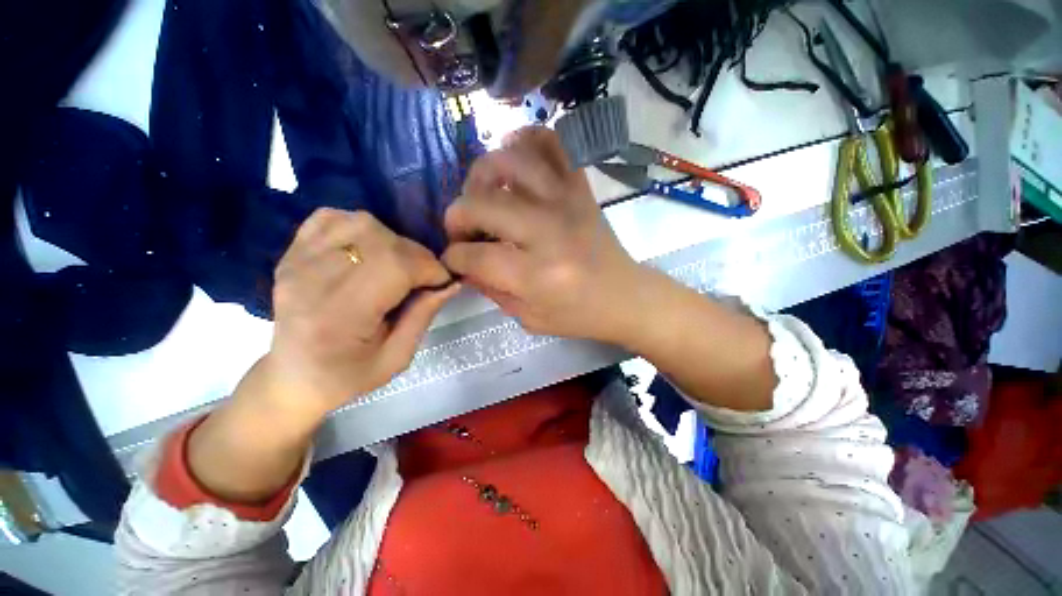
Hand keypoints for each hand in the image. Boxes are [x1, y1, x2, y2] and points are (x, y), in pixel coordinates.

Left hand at [260, 208, 458, 419]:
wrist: (293, 377)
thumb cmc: (348, 376)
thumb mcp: (397, 358)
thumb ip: (424, 315)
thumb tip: (452, 283)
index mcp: (339, 316)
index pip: (394, 267)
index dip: (429, 269)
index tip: (442, 283)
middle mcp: (312, 281)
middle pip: (380, 240)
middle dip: (416, 255)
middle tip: (424, 277)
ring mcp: (297, 262)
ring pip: (360, 223)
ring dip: (392, 240)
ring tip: (398, 264)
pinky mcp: (291, 253)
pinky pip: (331, 218)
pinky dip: (359, 227)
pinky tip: (368, 249)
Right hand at [441, 127, 648, 343]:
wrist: (624, 296)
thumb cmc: (577, 315)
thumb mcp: (529, 317)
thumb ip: (491, 289)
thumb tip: (464, 263)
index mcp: (537, 276)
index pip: (476, 256)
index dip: (454, 257)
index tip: (454, 258)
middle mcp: (549, 232)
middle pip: (483, 205)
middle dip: (457, 216)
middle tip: (463, 230)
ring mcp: (566, 202)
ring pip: (512, 162)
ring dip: (484, 173)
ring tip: (483, 194)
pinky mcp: (580, 188)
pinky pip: (552, 144)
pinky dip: (526, 141)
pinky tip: (515, 161)